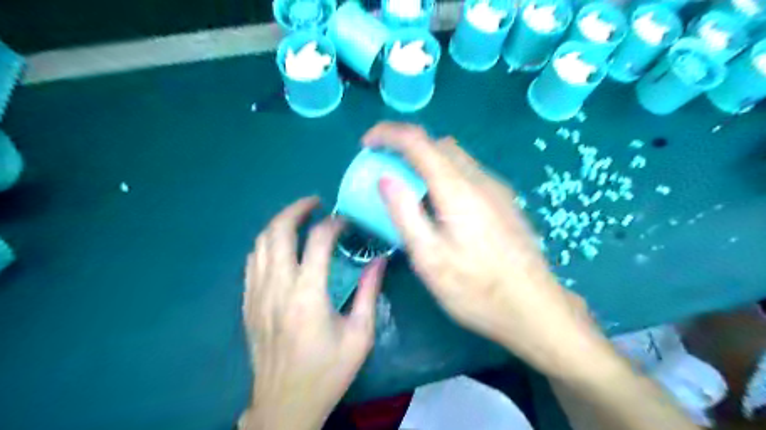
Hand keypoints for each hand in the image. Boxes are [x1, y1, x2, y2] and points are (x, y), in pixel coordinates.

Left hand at [240, 198, 386, 429]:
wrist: (285, 405)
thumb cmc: (328, 371)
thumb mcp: (359, 335)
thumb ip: (369, 292)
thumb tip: (379, 260)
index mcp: (308, 295)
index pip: (317, 241)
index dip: (333, 223)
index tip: (345, 220)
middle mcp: (277, 287)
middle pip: (278, 232)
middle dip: (297, 209)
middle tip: (315, 203)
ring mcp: (257, 294)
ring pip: (261, 243)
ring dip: (279, 223)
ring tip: (299, 218)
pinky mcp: (248, 303)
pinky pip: (252, 261)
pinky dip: (266, 244)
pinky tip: (280, 246)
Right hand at [363, 121, 608, 375]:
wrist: (535, 308)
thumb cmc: (476, 290)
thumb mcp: (429, 258)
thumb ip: (405, 213)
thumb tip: (385, 178)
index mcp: (458, 189)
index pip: (418, 141)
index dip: (388, 134)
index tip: (367, 145)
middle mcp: (480, 179)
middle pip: (438, 144)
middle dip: (406, 146)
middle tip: (385, 167)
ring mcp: (497, 189)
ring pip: (455, 157)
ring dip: (426, 161)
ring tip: (408, 187)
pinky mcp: (504, 201)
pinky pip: (468, 174)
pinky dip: (445, 175)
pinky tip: (440, 205)